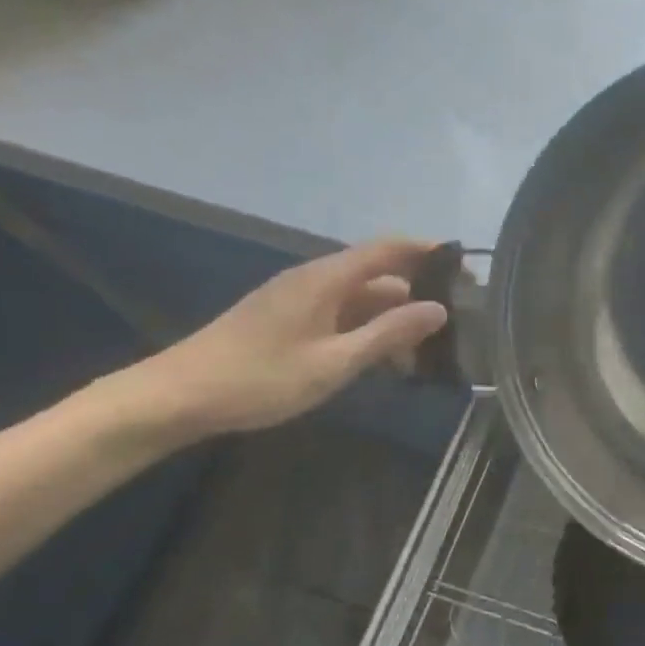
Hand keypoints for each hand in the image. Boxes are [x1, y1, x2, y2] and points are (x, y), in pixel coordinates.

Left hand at [117, 239, 448, 440]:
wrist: (177, 396)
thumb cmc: (260, 378)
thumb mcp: (334, 361)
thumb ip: (388, 334)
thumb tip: (438, 309)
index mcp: (326, 279)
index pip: (388, 249)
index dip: (429, 251)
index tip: (467, 267)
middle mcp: (315, 279)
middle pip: (379, 275)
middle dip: (418, 295)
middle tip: (455, 323)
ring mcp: (299, 299)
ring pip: (361, 299)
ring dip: (394, 319)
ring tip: (426, 352)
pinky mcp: (288, 319)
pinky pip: (341, 315)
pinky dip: (368, 331)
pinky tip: (383, 361)